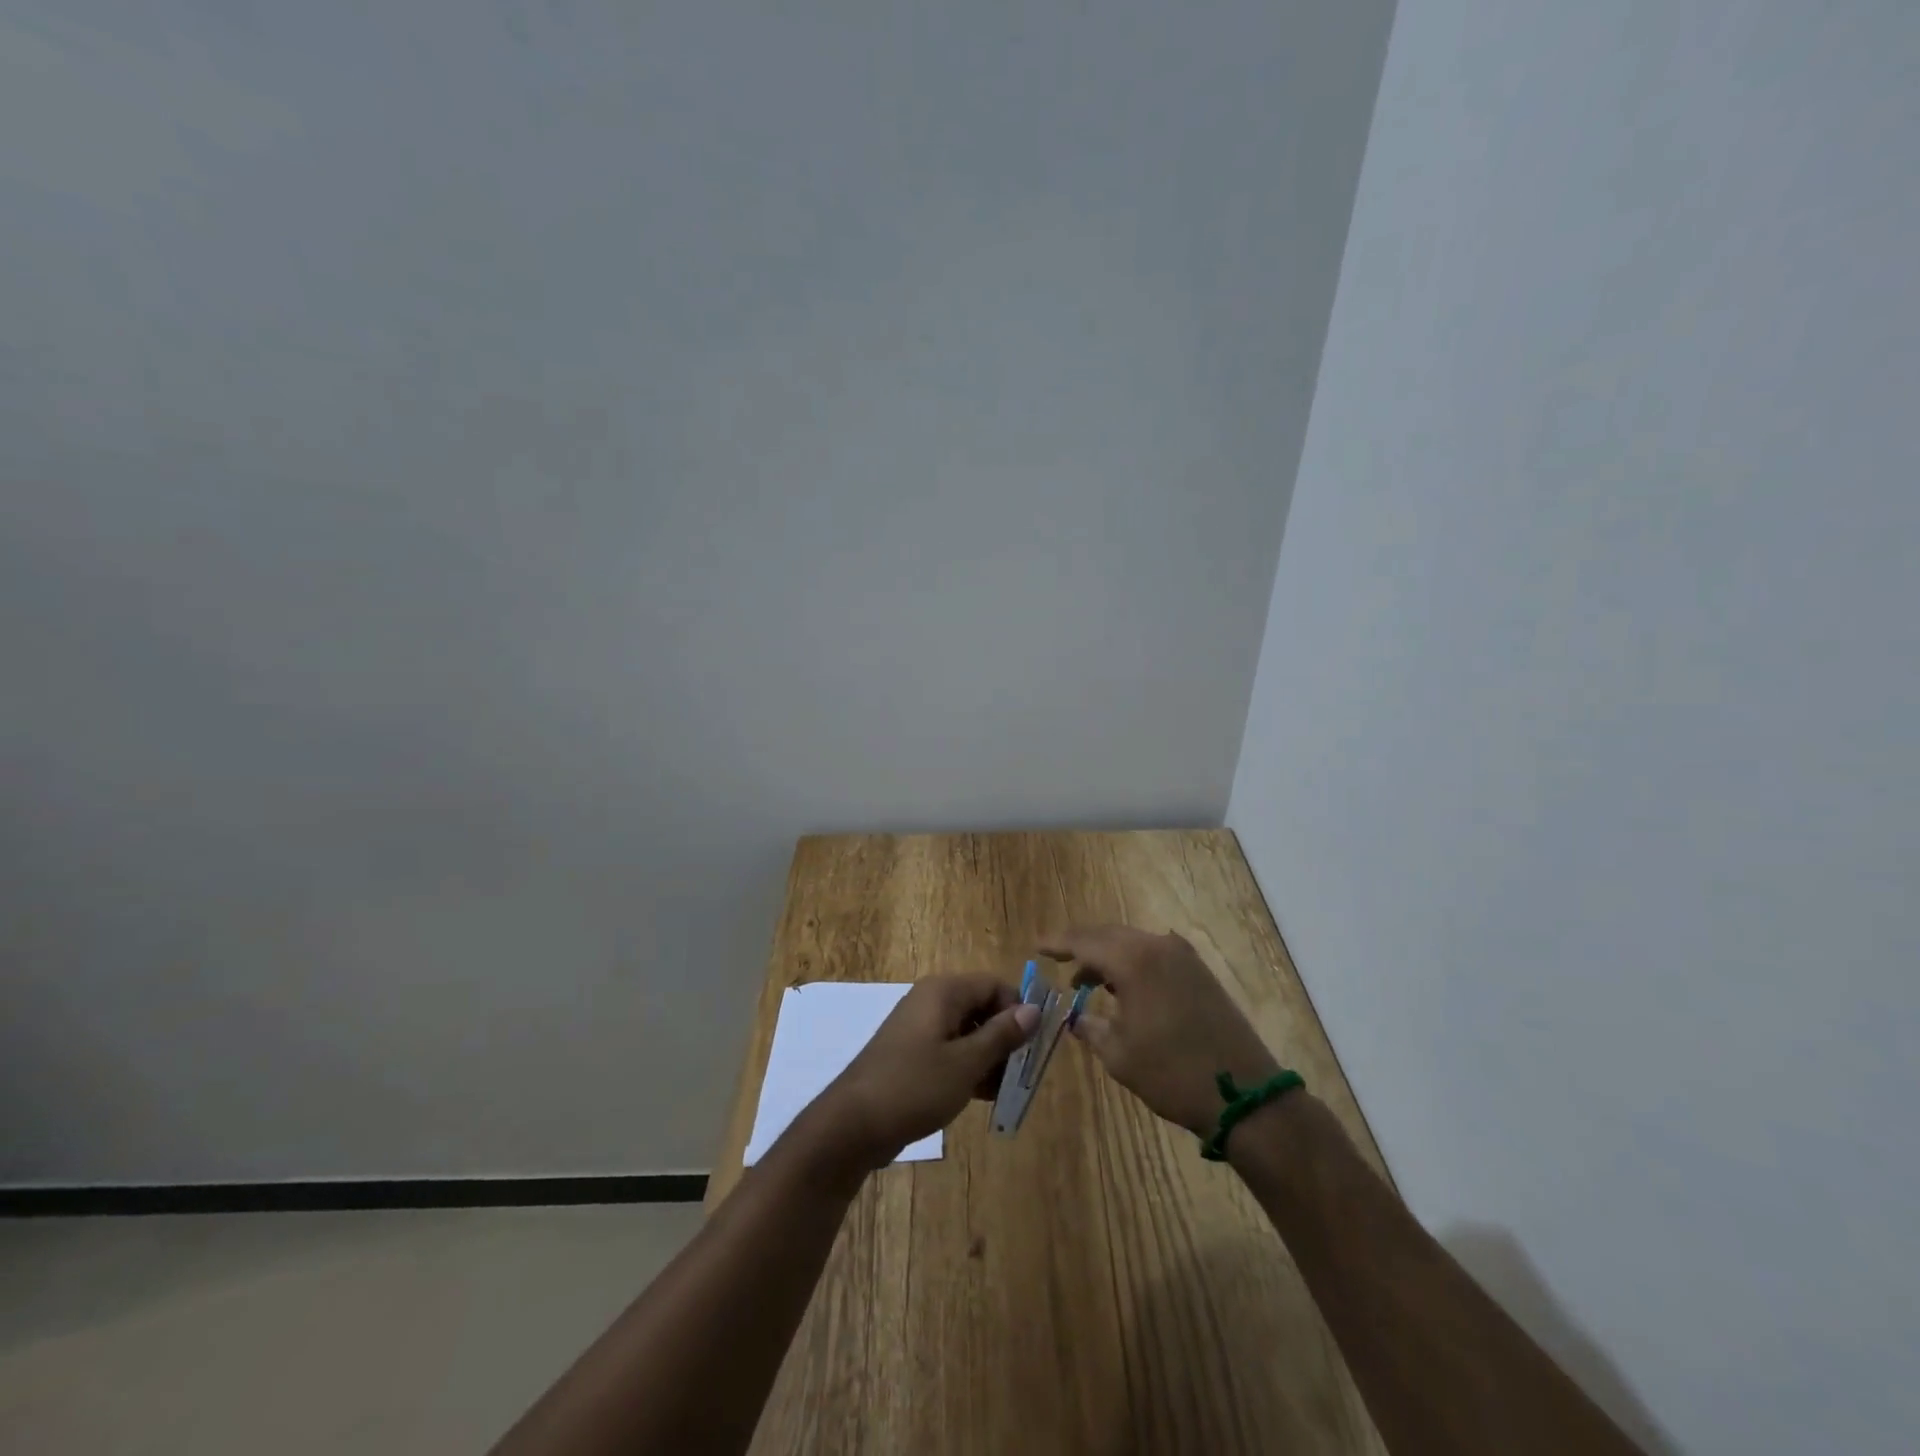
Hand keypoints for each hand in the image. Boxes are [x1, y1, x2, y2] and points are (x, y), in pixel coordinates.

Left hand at [808, 974, 1039, 1173]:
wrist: (852, 1125)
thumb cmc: (914, 1086)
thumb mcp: (966, 1063)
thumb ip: (1002, 1035)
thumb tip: (1034, 1009)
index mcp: (944, 992)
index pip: (994, 985)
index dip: (1018, 1011)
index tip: (1033, 1046)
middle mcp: (931, 1001)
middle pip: (982, 1008)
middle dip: (1005, 1038)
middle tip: (1022, 1074)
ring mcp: (919, 1028)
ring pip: (968, 1032)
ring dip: (989, 1058)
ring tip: (1004, 1091)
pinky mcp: (912, 1055)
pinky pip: (950, 1051)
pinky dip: (968, 1068)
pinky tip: (981, 1097)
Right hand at [1040, 926, 1278, 1136]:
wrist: (1244, 1095)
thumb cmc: (1172, 1073)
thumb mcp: (1119, 1054)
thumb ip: (1090, 1027)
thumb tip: (1076, 1017)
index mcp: (1133, 960)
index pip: (1084, 941)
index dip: (1057, 943)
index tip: (1037, 947)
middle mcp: (1158, 946)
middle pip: (1109, 935)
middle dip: (1082, 946)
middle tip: (1058, 960)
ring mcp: (1183, 957)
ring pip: (1133, 943)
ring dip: (1108, 956)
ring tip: (1085, 980)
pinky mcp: (1199, 972)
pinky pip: (1155, 954)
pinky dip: (1132, 964)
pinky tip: (1122, 987)